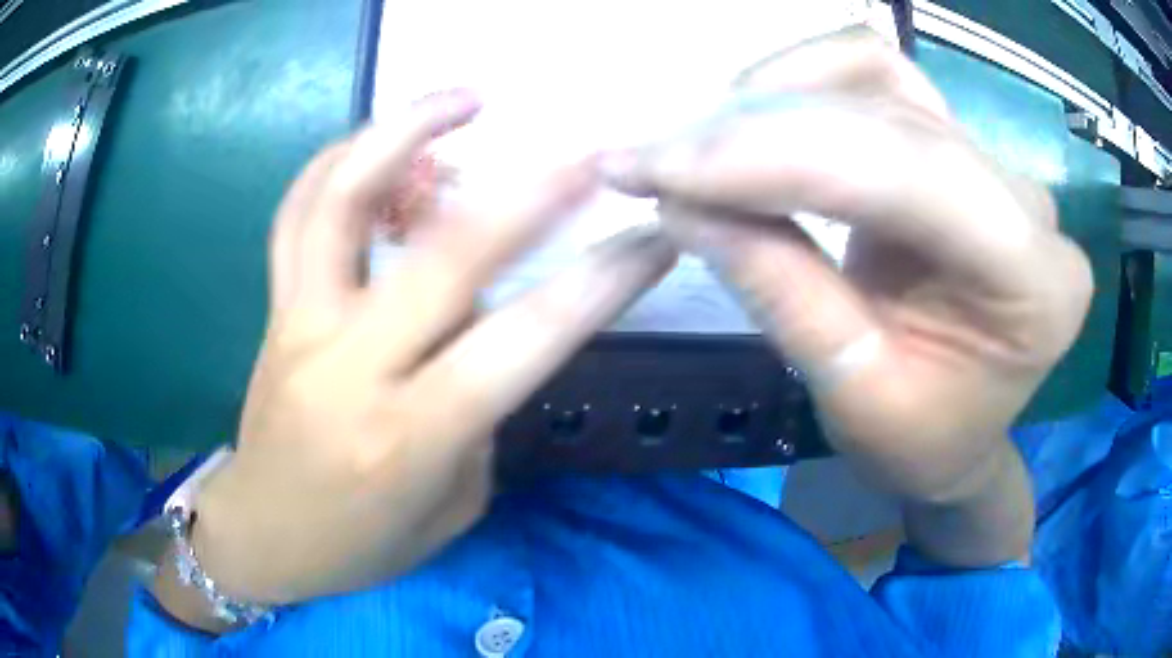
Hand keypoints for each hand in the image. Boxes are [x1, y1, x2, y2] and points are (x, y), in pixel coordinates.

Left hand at [187, 91, 675, 604]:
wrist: (262, 536)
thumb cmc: (362, 545)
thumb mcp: (451, 506)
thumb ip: (478, 414)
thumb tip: (489, 329)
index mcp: (410, 436)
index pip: (522, 342)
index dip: (600, 287)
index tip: (653, 242)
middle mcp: (351, 366)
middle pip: (445, 254)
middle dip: (532, 194)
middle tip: (589, 156)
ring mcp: (301, 324)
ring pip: (342, 201)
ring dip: (405, 132)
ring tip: (464, 99)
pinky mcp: (274, 308)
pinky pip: (297, 214)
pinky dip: (338, 161)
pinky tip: (379, 140)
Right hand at [606, 29, 1091, 559]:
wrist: (960, 435)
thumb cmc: (921, 443)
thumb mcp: (852, 396)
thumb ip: (780, 290)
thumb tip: (680, 202)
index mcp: (1035, 284)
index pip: (905, 176)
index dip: (773, 156)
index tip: (655, 167)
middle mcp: (1030, 204)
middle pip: (889, 115)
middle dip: (759, 127)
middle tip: (655, 156)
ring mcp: (998, 162)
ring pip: (879, 77)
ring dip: (779, 93)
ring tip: (702, 142)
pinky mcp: (961, 146)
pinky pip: (879, 80)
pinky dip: (806, 85)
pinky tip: (757, 119)